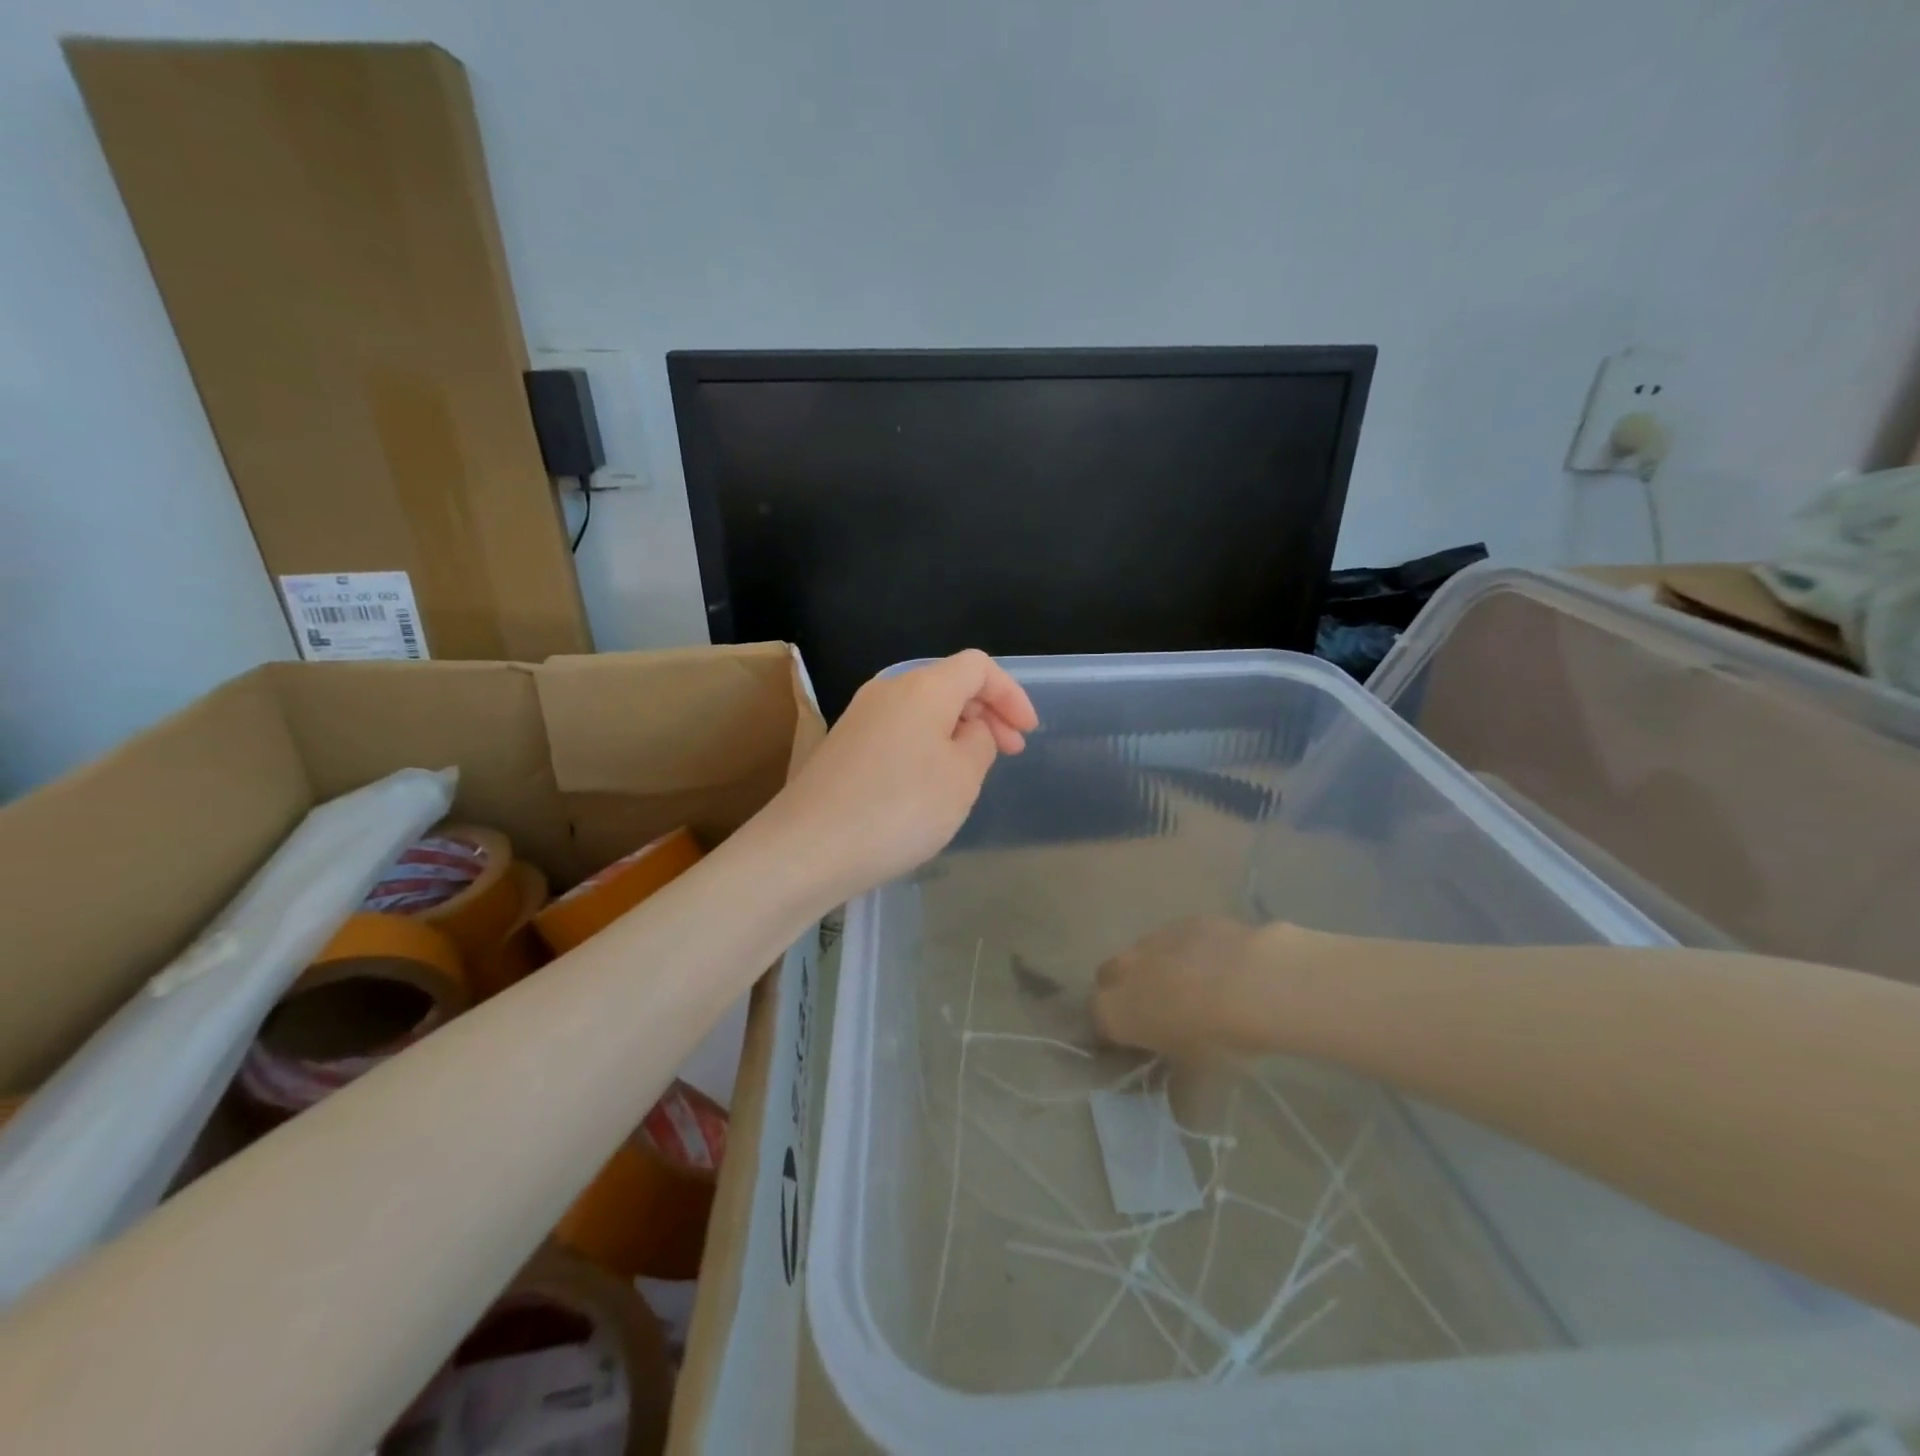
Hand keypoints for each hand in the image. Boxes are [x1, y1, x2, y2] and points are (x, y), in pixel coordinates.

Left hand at [762, 650, 1038, 906]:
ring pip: (923, 710)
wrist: (808, 847)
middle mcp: (888, 689)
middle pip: (949, 684)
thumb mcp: (962, 778)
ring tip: (972, 771)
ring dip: (956, 731)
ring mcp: (860, 716)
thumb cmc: (899, 809)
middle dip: (986, 713)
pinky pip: (898, 732)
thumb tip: (970, 730)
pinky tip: (929, 784)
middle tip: (1009, 752)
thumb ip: (980, 742)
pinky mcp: (843, 745)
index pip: (978, 667)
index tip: (1027, 733)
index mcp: (923, 687)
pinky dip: (926, 746)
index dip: (1011, 694)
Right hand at [1091, 915, 1291, 1058]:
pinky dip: (1184, 953)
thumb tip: (1170, 1068)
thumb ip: (1169, 1067)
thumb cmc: (1214, 1037)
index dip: (1114, 1033)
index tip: (1135, 1044)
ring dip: (1154, 970)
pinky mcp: (1180, 922)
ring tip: (1190, 988)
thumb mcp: (1190, 1069)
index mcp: (1113, 1010)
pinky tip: (1215, 967)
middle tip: (1157, 1012)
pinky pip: (1173, 940)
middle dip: (1125, 993)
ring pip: (1140, 955)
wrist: (1250, 983)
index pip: (1098, 1023)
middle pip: (1109, 979)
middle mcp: (1122, 970)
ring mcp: (1150, 940)